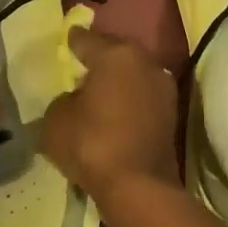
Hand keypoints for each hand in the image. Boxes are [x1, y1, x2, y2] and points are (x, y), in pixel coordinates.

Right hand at [40, 26, 179, 201]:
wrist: (138, 187)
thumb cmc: (91, 143)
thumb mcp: (56, 119)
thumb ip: (62, 99)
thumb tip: (74, 99)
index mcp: (117, 54)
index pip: (87, 39)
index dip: (72, 41)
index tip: (65, 41)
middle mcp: (146, 62)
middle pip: (116, 54)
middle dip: (99, 59)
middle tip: (80, 68)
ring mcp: (164, 89)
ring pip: (133, 76)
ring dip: (117, 82)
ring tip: (96, 93)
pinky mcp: (172, 115)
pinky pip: (141, 99)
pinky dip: (128, 102)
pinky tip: (112, 113)